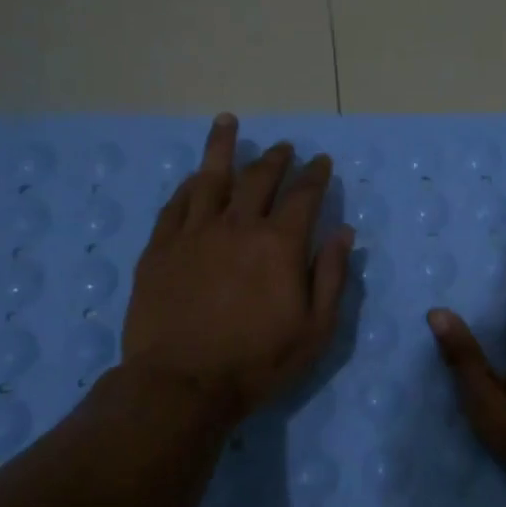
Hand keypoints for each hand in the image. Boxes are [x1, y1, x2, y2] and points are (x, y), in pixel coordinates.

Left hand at [121, 113, 353, 427]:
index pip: (304, 196)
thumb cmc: (258, 362)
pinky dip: (190, 185)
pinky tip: (195, 176)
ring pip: (210, 177)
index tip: (322, 162)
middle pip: (258, 178)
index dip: (316, 176)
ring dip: (223, 147)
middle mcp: (237, 226)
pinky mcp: (160, 248)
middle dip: (276, 158)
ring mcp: (194, 233)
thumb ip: (332, 276)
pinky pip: (176, 204)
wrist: (182, 384)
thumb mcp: (316, 329)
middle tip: (285, 147)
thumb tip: (344, 232)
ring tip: (228, 122)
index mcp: (280, 244)